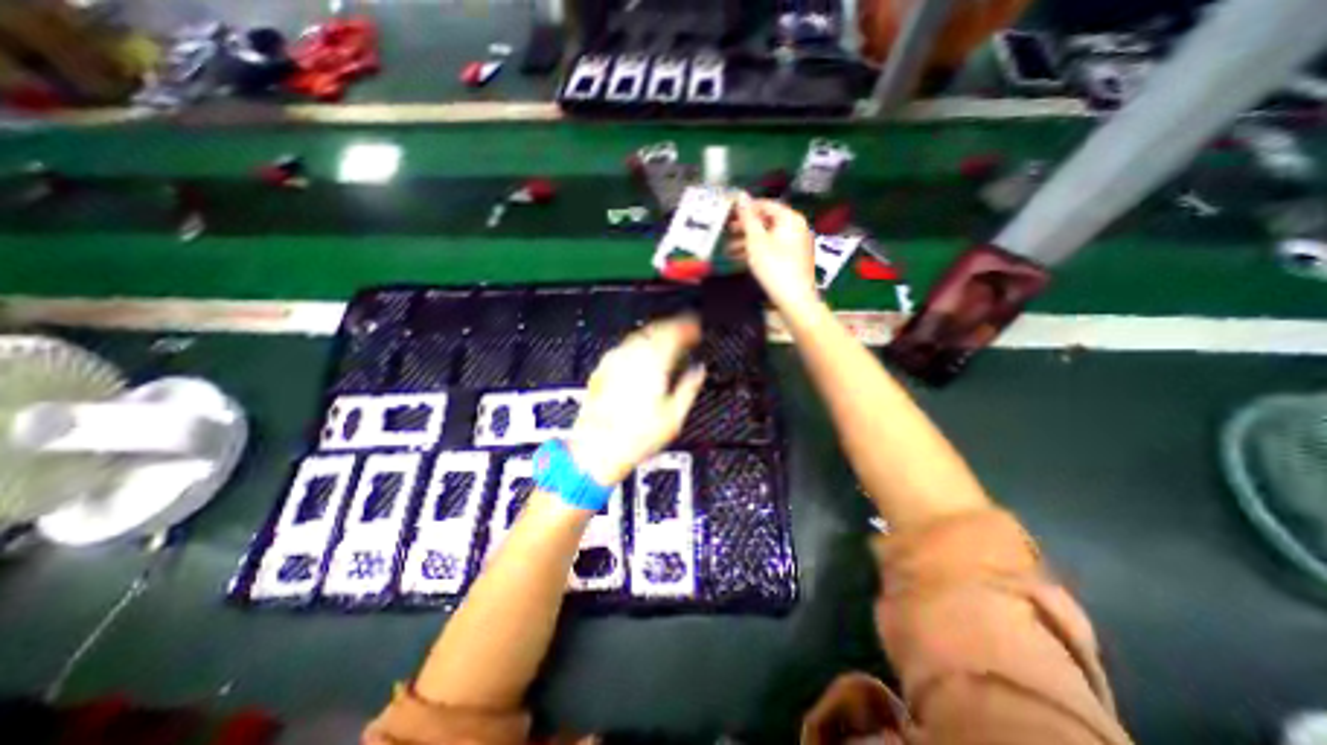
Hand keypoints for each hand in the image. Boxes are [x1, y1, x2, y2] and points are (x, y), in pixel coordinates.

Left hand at [568, 316, 710, 484]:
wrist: (596, 450)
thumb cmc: (635, 438)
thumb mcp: (674, 417)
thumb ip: (689, 387)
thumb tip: (698, 371)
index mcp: (653, 364)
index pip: (673, 333)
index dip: (687, 327)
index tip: (696, 328)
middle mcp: (632, 357)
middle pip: (655, 329)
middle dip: (672, 326)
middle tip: (684, 331)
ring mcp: (613, 362)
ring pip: (638, 336)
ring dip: (655, 334)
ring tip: (667, 341)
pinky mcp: (601, 371)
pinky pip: (624, 348)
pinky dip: (639, 346)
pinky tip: (643, 355)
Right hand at [726, 192, 820, 312]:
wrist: (794, 298)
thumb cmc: (773, 266)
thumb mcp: (755, 240)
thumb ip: (747, 217)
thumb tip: (740, 194)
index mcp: (790, 218)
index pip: (765, 204)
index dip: (746, 208)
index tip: (728, 215)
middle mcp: (796, 227)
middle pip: (767, 221)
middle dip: (745, 227)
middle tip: (727, 232)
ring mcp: (796, 244)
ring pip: (768, 237)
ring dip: (748, 241)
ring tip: (729, 250)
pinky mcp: (793, 260)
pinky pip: (773, 249)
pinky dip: (758, 251)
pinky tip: (743, 260)